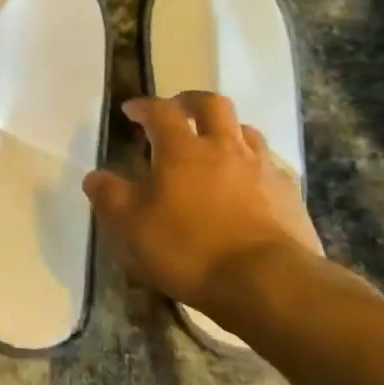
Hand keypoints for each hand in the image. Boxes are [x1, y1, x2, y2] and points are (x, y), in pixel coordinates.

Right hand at [83, 92, 323, 315]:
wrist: (269, 283)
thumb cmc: (190, 249)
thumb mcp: (132, 227)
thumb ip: (109, 196)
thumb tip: (94, 176)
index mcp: (182, 149)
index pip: (160, 111)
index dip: (144, 106)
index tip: (131, 111)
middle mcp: (224, 146)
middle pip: (211, 104)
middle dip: (191, 102)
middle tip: (178, 112)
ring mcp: (262, 168)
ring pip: (245, 130)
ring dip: (226, 130)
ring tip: (215, 146)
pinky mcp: (289, 194)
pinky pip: (269, 166)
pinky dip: (253, 166)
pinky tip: (247, 186)